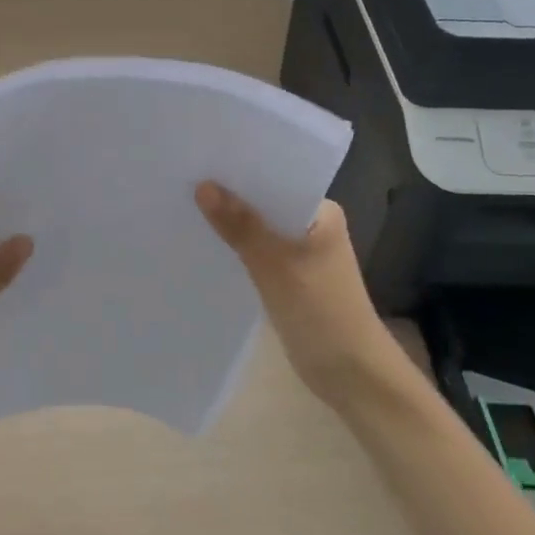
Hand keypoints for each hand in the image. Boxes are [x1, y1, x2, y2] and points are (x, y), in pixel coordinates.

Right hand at [195, 182, 390, 408]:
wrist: (352, 375)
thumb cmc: (322, 313)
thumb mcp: (277, 265)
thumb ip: (241, 226)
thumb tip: (203, 186)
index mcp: (321, 213)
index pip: (275, 178)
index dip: (239, 170)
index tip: (200, 159)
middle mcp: (311, 227)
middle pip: (263, 204)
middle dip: (228, 197)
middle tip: (181, 181)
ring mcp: (299, 255)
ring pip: (257, 231)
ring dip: (229, 225)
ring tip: (183, 208)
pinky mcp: (287, 280)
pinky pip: (255, 255)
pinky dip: (234, 251)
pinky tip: (204, 246)